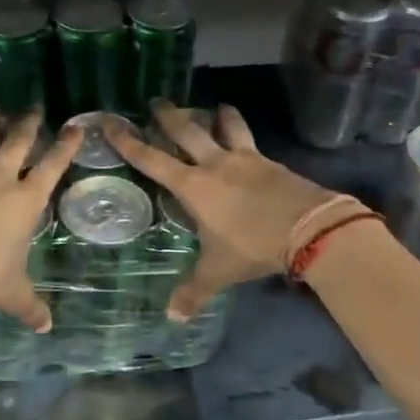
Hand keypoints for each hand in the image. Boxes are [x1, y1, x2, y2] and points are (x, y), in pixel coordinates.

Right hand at [105, 103, 341, 320]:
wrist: (309, 228)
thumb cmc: (252, 246)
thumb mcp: (219, 271)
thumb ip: (194, 291)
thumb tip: (172, 317)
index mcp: (193, 186)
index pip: (151, 159)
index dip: (128, 141)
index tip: (111, 121)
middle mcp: (215, 164)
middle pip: (186, 131)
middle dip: (168, 116)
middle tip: (157, 102)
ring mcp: (245, 159)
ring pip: (226, 126)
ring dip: (217, 116)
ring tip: (215, 108)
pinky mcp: (270, 162)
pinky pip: (251, 142)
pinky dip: (243, 135)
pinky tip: (246, 143)